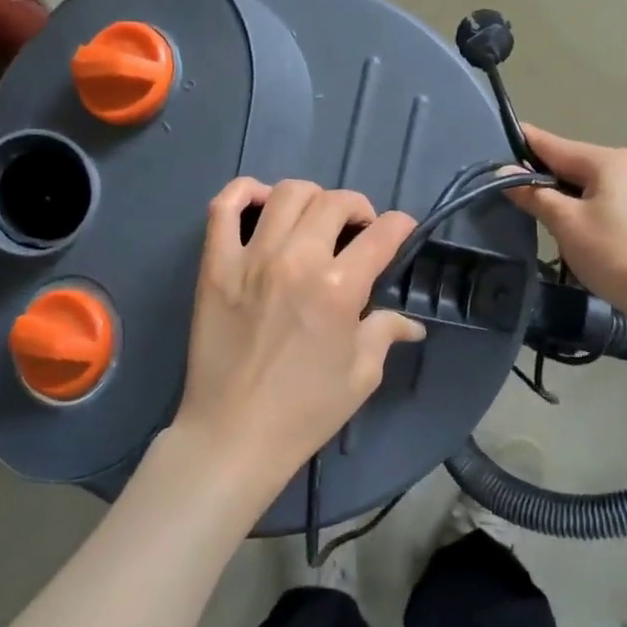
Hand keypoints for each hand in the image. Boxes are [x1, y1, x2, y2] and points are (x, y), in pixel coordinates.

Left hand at [169, 177, 425, 503]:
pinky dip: (244, 192)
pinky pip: (223, 208)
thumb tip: (412, 323)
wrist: (234, 434)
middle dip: (358, 208)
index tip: (401, 233)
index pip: (382, 234)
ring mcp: (250, 259)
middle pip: (335, 202)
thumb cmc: (305, 411)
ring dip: (312, 198)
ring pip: (286, 194)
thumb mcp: (361, 375)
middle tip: (358, 230)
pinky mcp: (214, 266)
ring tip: (315, 220)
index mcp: (339, 288)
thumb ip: (386, 333)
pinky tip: (261, 202)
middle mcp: (297, 261)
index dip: (401, 227)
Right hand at [507, 123, 626, 325]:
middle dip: (542, 174)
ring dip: (564, 193)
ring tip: (536, 210)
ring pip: (591, 183)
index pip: (554, 144)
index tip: (493, 141)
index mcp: (611, 160)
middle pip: (574, 163)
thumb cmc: (615, 255)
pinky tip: (574, 226)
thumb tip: (502, 171)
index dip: (522, 143)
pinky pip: (608, 199)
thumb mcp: (566, 224)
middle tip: (507, 187)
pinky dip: (586, 206)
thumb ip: (533, 194)